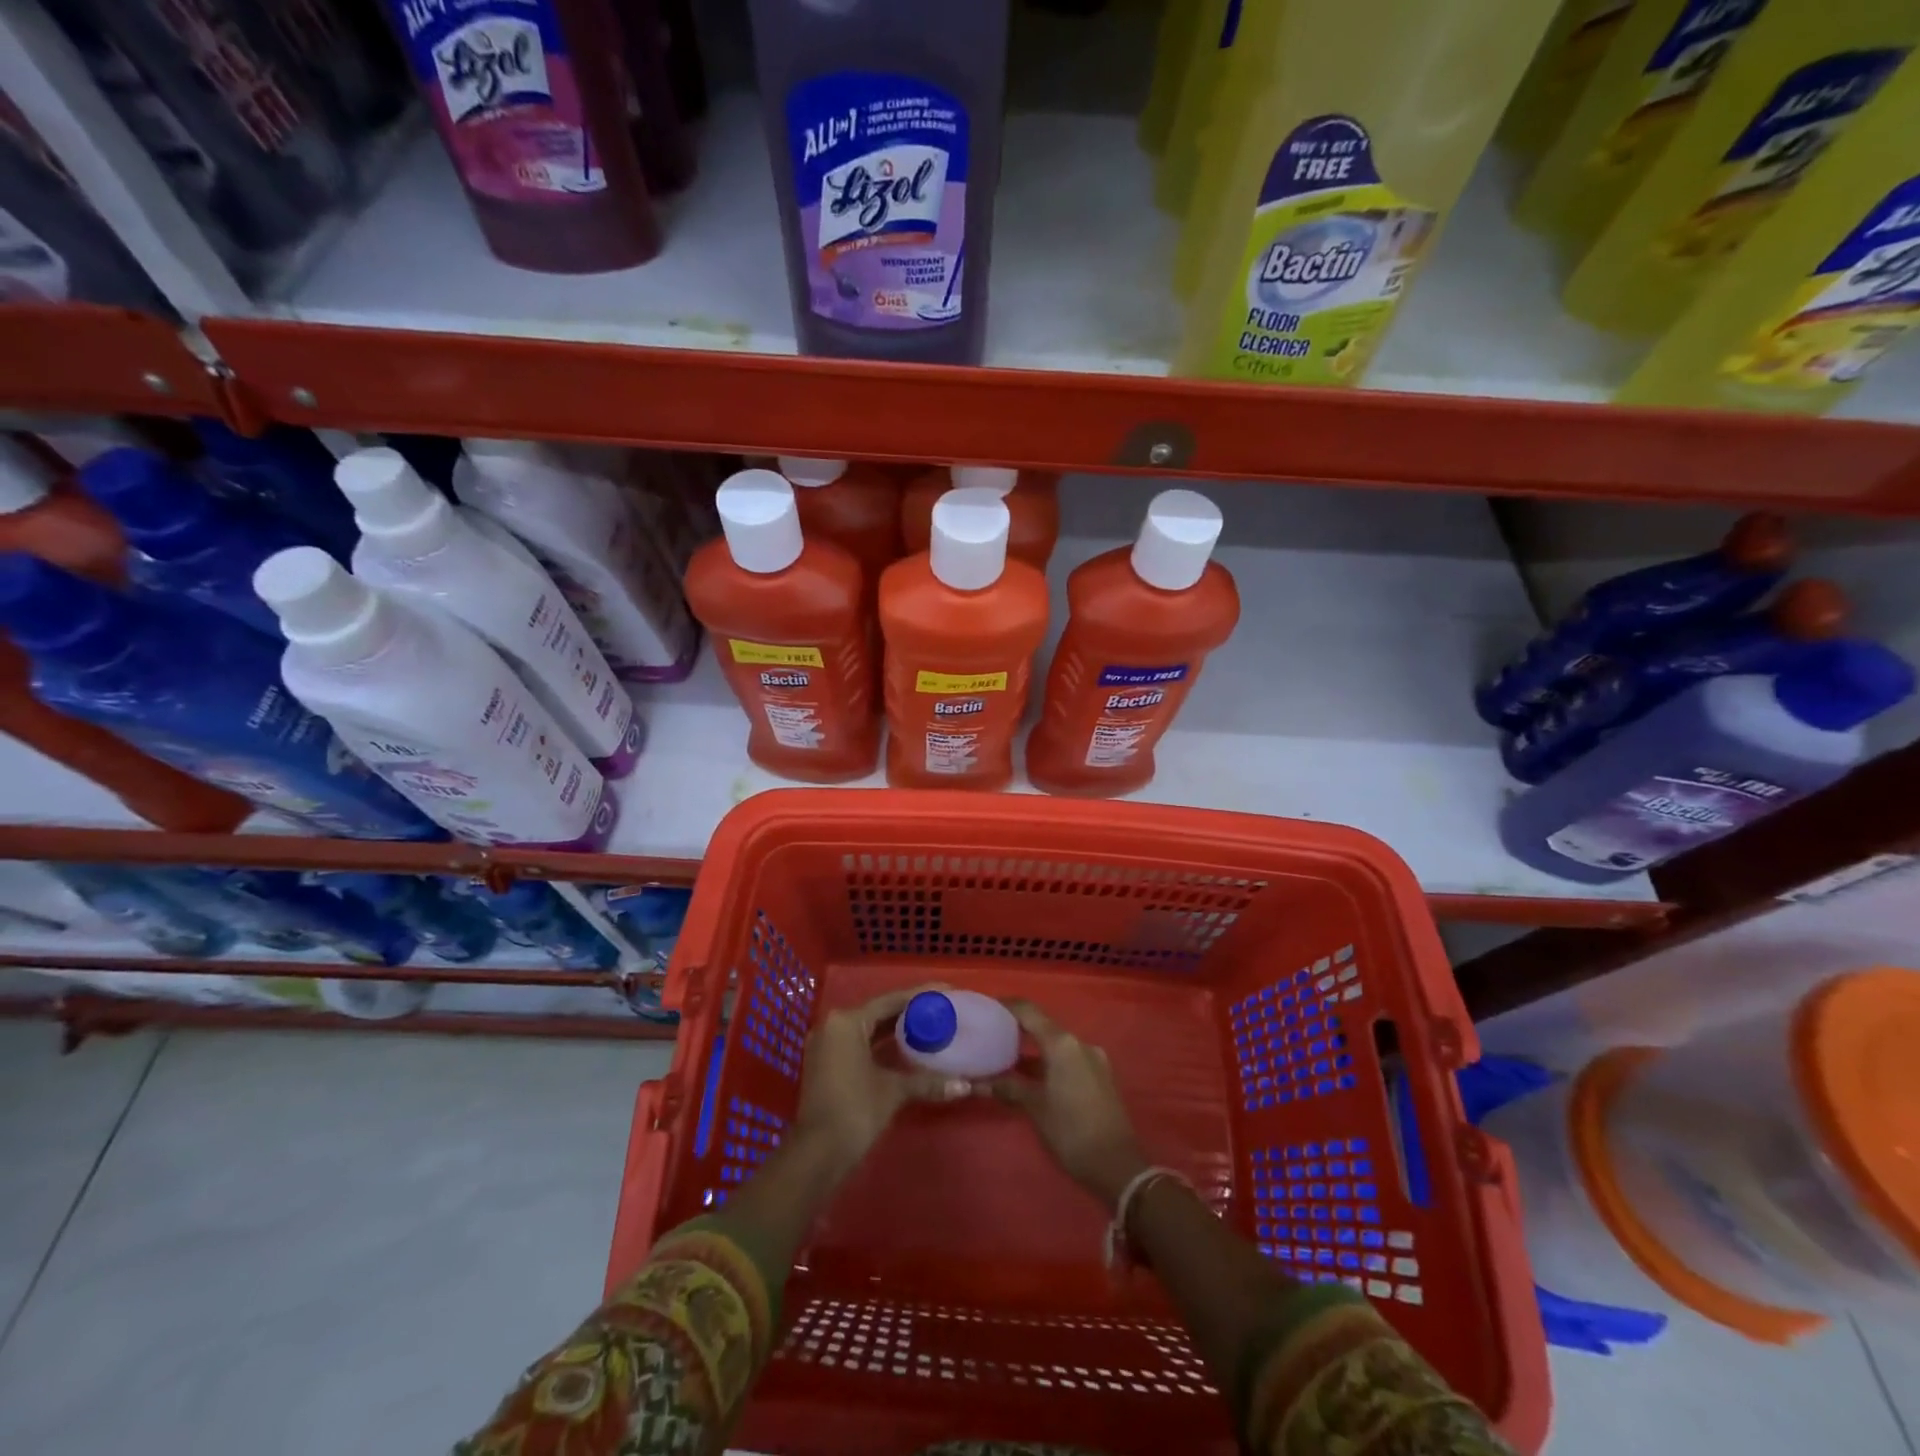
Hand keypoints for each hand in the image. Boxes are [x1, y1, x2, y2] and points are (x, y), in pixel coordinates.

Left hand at [793, 986, 972, 1173]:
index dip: (921, 996)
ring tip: (930, 1027)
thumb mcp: (893, 1091)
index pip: (890, 1000)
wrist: (817, 1155)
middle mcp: (833, 1025)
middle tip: (942, 1011)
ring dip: (896, 1031)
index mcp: (847, 1021)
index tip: (947, 992)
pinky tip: (906, 1051)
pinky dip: (881, 1047)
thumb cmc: (855, 1111)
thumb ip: (928, 1082)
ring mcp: (826, 1046)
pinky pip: (859, 1045)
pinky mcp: (826, 1065)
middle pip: (878, 1013)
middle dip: (910, 1013)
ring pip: (868, 1030)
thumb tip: (965, 1086)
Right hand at [989, 1000, 1147, 1206]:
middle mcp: (1079, 1043)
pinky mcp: (1099, 1076)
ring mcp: (1093, 1059)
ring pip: (1056, 1045)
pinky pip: (1068, 1059)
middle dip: (1018, 1029)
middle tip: (992, 1034)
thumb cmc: (1071, 1131)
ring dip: (1033, 1049)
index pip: (1029, 1012)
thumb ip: (1008, 1087)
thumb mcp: (1035, 1108)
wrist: (1118, 1166)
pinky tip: (1032, 1077)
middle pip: (1043, 1026)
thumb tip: (978, 1082)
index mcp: (1062, 1043)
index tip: (986, 1008)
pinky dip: (1048, 1062)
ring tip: (1006, 1057)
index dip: (1007, 1006)